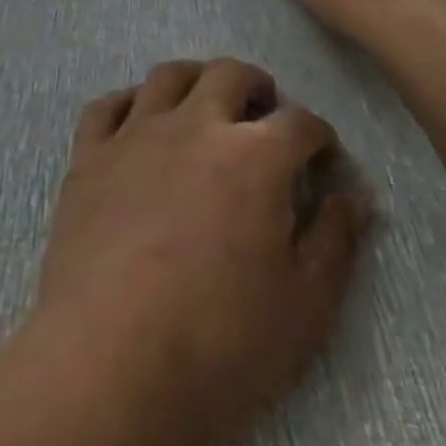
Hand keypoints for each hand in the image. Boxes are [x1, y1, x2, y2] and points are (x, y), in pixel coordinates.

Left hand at [31, 59, 367, 445]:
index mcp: (255, 156)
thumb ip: (335, 242)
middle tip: (263, 115)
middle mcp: (197, 125)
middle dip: (257, 87)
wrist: (104, 370)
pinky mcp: (90, 156)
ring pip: (169, 75)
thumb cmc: (216, 347)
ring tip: (204, 105)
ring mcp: (137, 134)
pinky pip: (107, 106)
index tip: (323, 158)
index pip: (300, 123)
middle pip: (231, 75)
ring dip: (195, 80)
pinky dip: (127, 104)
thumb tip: (355, 196)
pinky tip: (136, 122)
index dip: (319, 136)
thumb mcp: (304, 311)